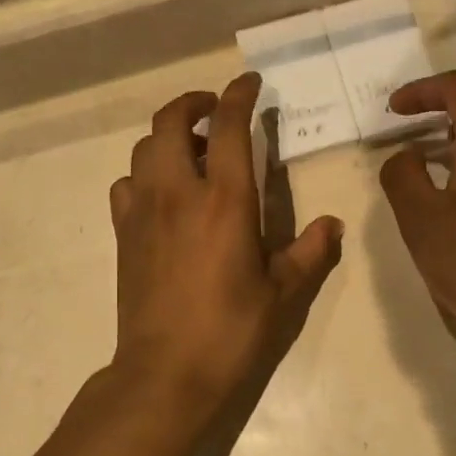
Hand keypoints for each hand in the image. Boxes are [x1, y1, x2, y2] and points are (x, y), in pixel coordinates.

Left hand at [110, 74, 343, 414]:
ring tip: (192, 152)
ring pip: (143, 148)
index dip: (238, 96)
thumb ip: (311, 253)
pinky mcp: (123, 234)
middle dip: (192, 103)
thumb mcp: (283, 295)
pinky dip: (144, 174)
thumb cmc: (231, 331)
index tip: (250, 83)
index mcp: (225, 201)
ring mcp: (143, 211)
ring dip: (167, 137)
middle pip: (170, 122)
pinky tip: (162, 195)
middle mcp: (178, 193)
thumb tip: (333, 224)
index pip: (229, 127)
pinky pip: (126, 184)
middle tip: (215, 111)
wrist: (166, 372)